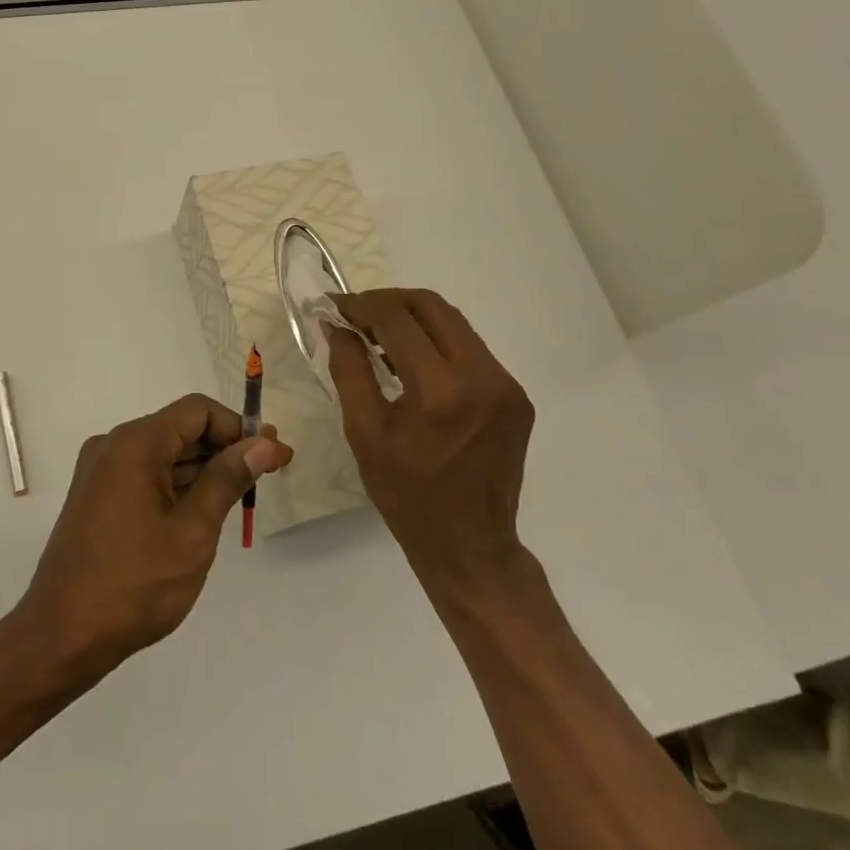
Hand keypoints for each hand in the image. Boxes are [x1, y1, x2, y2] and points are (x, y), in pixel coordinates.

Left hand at [11, 395, 291, 683]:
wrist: (62, 636)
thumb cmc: (135, 583)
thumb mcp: (192, 531)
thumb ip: (228, 479)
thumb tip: (264, 443)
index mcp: (135, 443)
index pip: (198, 411)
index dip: (239, 427)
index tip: (273, 455)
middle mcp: (113, 445)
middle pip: (180, 430)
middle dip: (225, 448)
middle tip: (268, 474)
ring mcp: (101, 472)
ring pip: (164, 455)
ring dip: (203, 470)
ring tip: (243, 496)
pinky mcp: (97, 497)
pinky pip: (145, 476)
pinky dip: (177, 486)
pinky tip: (204, 512)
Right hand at [327, 289, 533, 585]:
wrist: (471, 547)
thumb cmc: (407, 496)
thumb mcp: (364, 433)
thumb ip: (349, 369)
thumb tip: (336, 325)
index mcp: (441, 391)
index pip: (397, 320)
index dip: (360, 306)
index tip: (333, 306)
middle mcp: (482, 377)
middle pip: (431, 307)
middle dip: (388, 302)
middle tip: (356, 314)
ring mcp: (506, 385)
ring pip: (454, 323)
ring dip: (413, 319)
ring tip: (379, 335)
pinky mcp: (515, 396)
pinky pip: (470, 349)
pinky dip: (436, 342)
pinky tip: (412, 361)